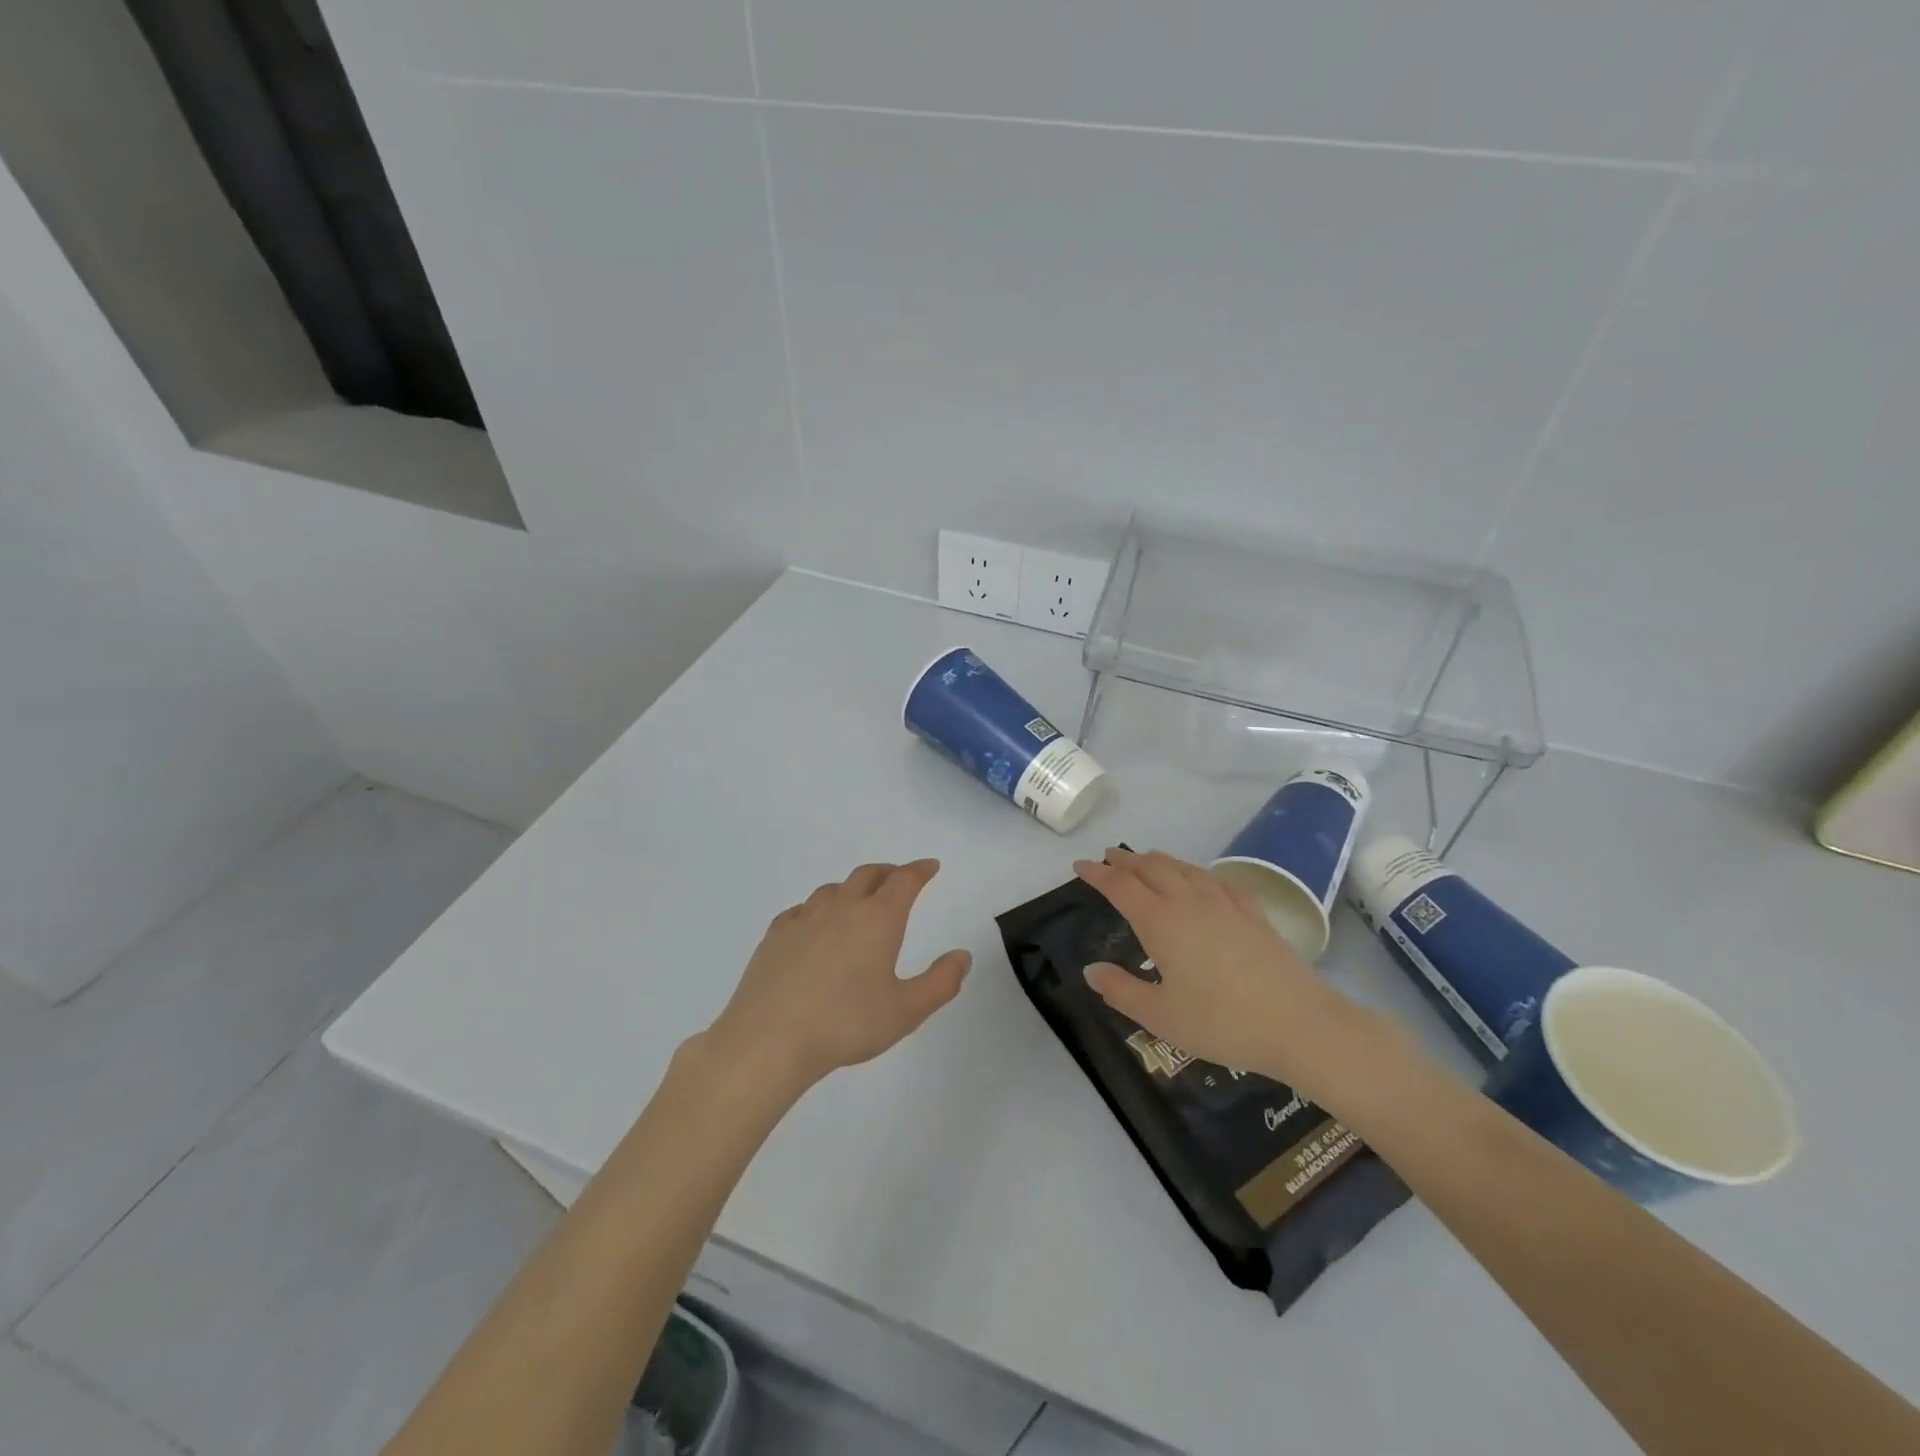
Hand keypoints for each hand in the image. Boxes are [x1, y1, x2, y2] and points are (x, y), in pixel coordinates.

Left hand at [702, 860, 970, 1095]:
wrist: (769, 1040)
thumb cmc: (846, 1024)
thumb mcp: (906, 1011)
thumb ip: (941, 982)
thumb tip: (962, 956)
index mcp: (878, 919)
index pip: (905, 880)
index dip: (920, 870)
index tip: (930, 866)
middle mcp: (842, 907)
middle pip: (868, 875)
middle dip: (888, 872)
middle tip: (898, 879)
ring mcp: (804, 918)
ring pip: (833, 889)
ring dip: (852, 889)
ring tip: (858, 903)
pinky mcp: (775, 935)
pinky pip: (802, 910)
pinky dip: (817, 910)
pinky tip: (814, 927)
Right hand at [1073, 848, 1387, 1099]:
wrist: (1299, 1023)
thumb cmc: (1222, 1023)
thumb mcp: (1161, 1016)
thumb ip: (1121, 991)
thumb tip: (1091, 970)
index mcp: (1160, 922)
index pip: (1120, 886)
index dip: (1097, 874)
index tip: (1079, 865)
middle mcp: (1188, 902)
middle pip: (1150, 868)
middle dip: (1125, 860)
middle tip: (1107, 858)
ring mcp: (1224, 903)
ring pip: (1183, 868)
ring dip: (1157, 860)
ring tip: (1144, 860)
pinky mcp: (1251, 912)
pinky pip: (1214, 879)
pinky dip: (1194, 872)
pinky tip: (1198, 880)